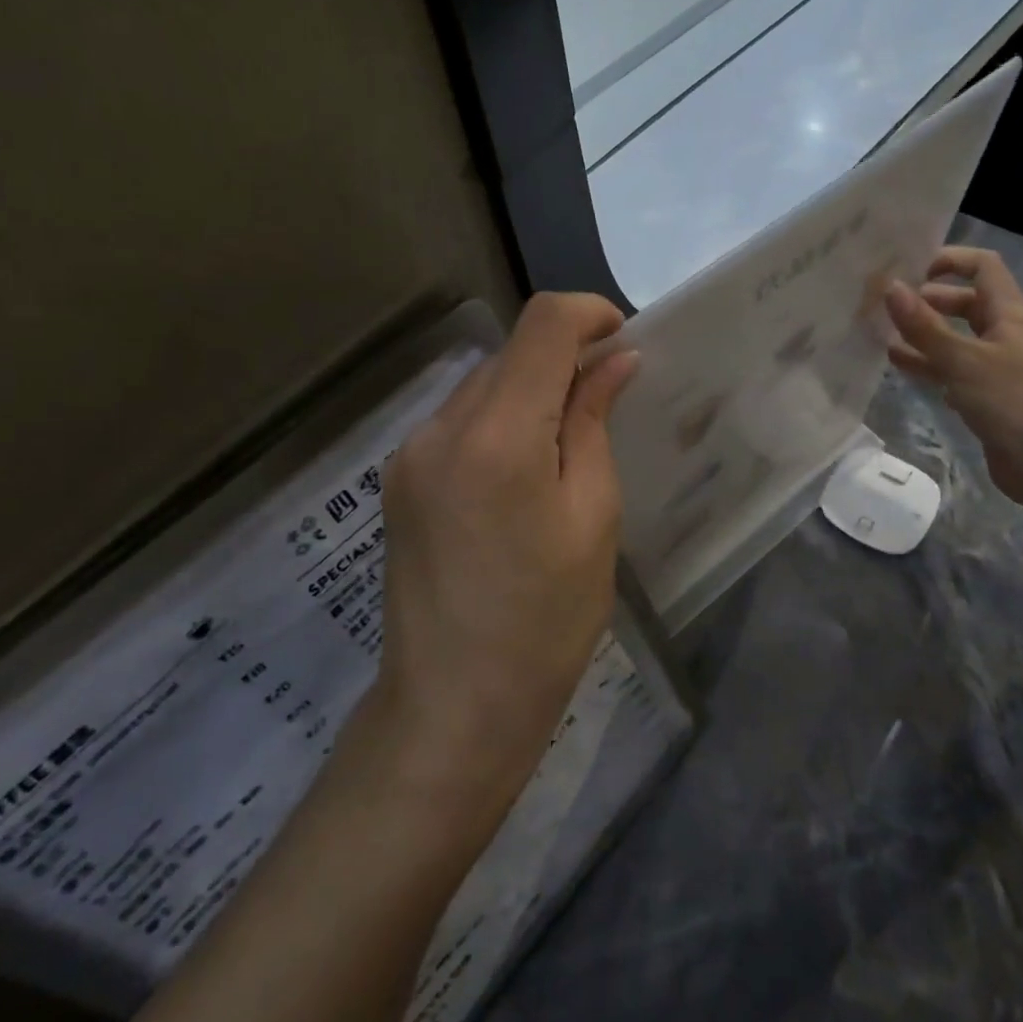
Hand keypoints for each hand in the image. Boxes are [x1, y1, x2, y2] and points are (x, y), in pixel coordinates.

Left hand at [373, 293, 638, 810]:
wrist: (453, 708)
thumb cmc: (546, 620)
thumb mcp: (592, 516)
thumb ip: (594, 422)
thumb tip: (615, 361)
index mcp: (498, 435)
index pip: (541, 325)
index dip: (589, 313)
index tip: (623, 339)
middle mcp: (441, 428)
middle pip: (510, 353)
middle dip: (563, 358)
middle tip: (607, 398)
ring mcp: (410, 453)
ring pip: (483, 384)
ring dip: (529, 390)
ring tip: (565, 442)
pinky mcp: (399, 479)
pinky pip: (459, 421)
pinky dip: (499, 420)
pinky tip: (522, 471)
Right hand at [885, 247, 1022, 515]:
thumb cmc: (1012, 401)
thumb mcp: (963, 360)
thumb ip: (924, 326)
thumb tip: (890, 287)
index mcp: (1009, 314)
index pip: (983, 267)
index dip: (950, 260)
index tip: (911, 269)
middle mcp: (1004, 333)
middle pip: (965, 302)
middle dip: (927, 300)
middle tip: (888, 305)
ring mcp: (995, 366)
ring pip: (954, 338)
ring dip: (922, 334)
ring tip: (882, 332)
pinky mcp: (986, 395)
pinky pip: (952, 369)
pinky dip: (927, 364)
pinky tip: (898, 364)